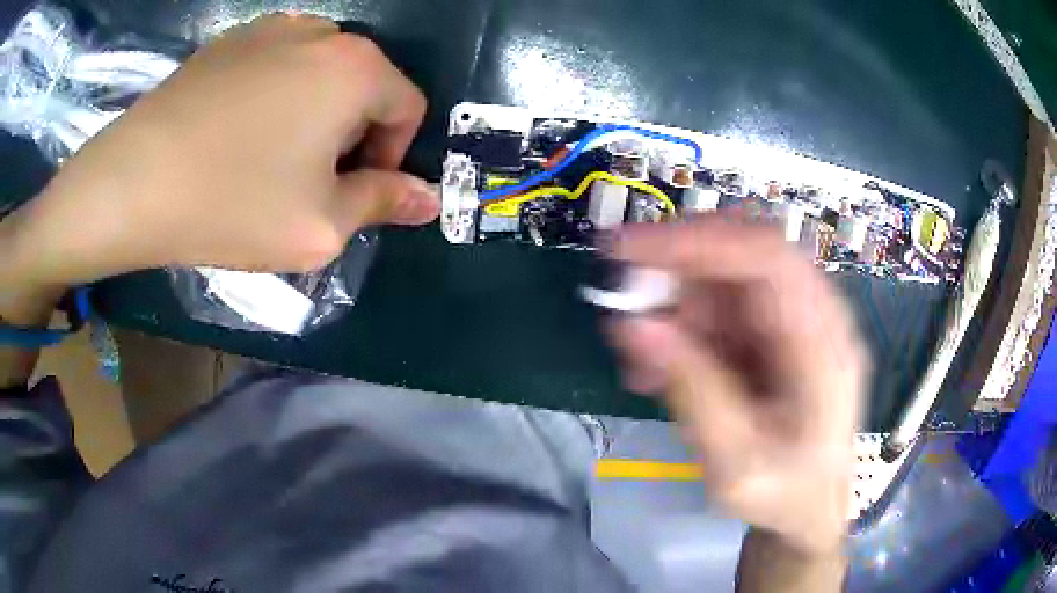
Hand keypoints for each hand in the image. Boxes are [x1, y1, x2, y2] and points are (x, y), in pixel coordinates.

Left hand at [7, 14, 437, 287]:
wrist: (133, 181)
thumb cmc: (231, 204)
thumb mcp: (320, 226)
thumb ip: (383, 204)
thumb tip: (429, 198)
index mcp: (357, 68)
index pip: (408, 108)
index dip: (390, 156)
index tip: (350, 192)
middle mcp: (324, 32)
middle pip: (364, 85)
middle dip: (350, 134)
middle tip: (307, 182)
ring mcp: (272, 28)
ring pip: (320, 72)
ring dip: (313, 113)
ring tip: (270, 156)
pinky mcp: (231, 39)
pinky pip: (277, 64)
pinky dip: (275, 96)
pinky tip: (238, 132)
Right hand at [607, 218, 868, 554]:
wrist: (811, 506)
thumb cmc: (784, 494)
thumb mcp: (735, 464)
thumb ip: (692, 393)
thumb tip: (634, 325)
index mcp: (823, 348)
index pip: (768, 260)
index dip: (698, 242)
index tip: (627, 250)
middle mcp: (815, 317)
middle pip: (744, 254)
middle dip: (677, 269)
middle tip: (625, 300)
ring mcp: (795, 320)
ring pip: (725, 277)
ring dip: (674, 304)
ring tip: (643, 363)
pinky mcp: (774, 331)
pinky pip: (721, 305)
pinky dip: (683, 325)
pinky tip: (663, 366)